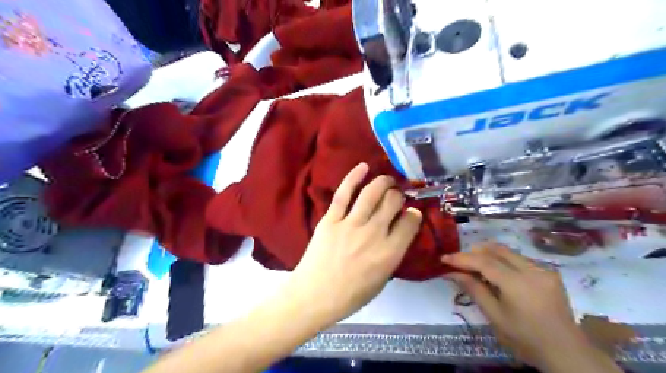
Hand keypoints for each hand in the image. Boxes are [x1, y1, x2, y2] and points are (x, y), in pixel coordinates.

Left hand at [290, 164, 419, 325]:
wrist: (314, 296)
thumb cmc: (350, 295)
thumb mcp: (382, 280)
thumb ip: (393, 254)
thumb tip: (399, 232)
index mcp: (389, 253)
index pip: (410, 222)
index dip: (413, 214)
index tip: (410, 213)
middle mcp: (373, 234)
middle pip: (392, 202)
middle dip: (398, 196)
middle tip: (395, 197)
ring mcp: (350, 224)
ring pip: (372, 193)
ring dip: (383, 182)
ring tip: (386, 180)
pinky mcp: (331, 219)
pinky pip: (344, 194)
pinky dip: (354, 177)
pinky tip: (363, 167)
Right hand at [442, 244, 592, 367]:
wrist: (567, 352)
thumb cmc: (526, 339)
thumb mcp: (495, 316)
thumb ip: (474, 289)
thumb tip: (452, 273)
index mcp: (518, 283)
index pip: (484, 262)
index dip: (462, 258)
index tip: (444, 258)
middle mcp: (532, 270)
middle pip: (496, 250)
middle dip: (474, 251)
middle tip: (458, 260)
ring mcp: (543, 269)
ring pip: (508, 252)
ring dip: (487, 254)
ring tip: (473, 265)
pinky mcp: (549, 273)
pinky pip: (519, 259)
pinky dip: (502, 261)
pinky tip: (495, 272)